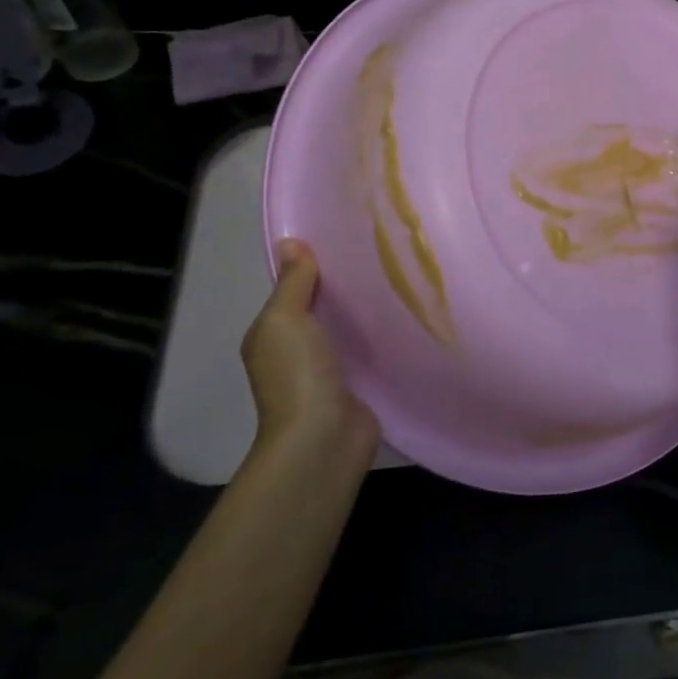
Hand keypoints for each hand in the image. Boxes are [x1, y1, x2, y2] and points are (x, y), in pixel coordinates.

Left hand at [241, 239, 378, 459]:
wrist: (324, 438)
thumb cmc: (298, 374)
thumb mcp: (285, 319)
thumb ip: (293, 282)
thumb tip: (291, 242)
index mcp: (272, 335)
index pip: (293, 292)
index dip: (313, 268)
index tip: (348, 239)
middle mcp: (296, 352)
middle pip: (321, 310)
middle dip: (344, 288)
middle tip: (383, 254)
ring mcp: (328, 372)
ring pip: (347, 331)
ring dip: (365, 313)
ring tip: (400, 278)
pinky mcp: (358, 386)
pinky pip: (369, 352)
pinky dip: (381, 337)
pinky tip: (405, 318)